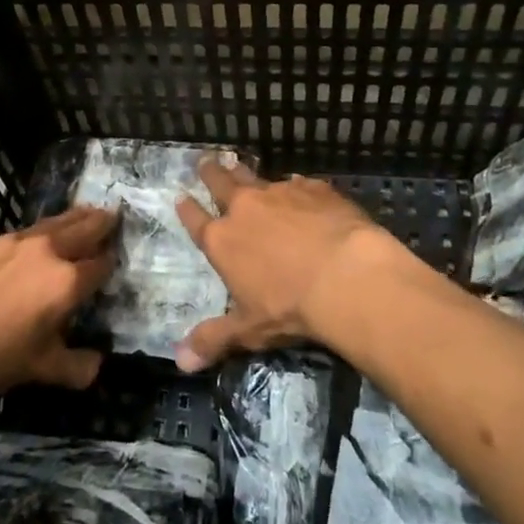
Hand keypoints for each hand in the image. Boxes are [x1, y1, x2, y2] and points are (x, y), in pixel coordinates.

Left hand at [0, 206, 116, 408]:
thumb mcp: (41, 369)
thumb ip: (76, 366)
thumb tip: (96, 364)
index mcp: (66, 281)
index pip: (101, 263)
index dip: (111, 261)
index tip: (115, 258)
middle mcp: (46, 251)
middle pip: (83, 227)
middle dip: (100, 222)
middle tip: (113, 215)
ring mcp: (14, 241)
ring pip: (53, 222)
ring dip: (72, 218)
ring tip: (83, 213)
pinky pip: (22, 233)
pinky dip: (38, 233)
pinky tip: (33, 242)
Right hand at [173, 158, 394, 370]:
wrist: (345, 275)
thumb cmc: (289, 307)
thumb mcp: (248, 329)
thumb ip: (214, 339)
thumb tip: (179, 362)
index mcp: (223, 240)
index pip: (196, 220)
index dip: (186, 209)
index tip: (180, 197)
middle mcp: (245, 208)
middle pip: (220, 182)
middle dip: (210, 172)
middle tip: (204, 161)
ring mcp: (280, 193)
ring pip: (254, 175)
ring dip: (244, 171)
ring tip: (237, 162)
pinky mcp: (313, 188)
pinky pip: (298, 182)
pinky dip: (294, 186)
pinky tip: (299, 186)